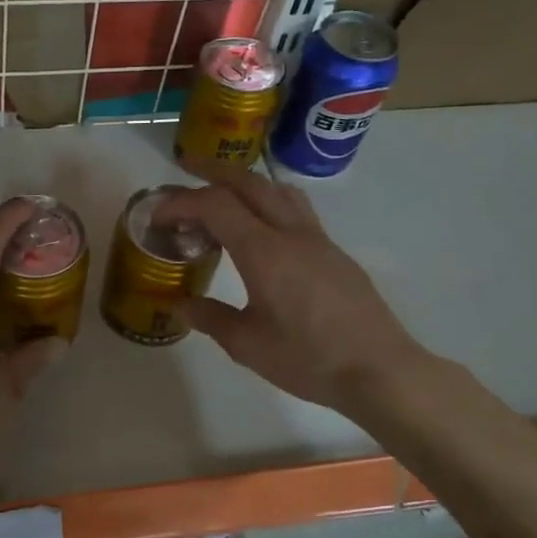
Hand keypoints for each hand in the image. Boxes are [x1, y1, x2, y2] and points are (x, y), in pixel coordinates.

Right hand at [155, 161, 428, 417]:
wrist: (379, 370)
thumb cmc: (308, 359)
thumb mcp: (247, 345)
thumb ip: (209, 317)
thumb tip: (178, 303)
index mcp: (264, 252)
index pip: (216, 205)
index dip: (181, 202)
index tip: (158, 213)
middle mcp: (291, 233)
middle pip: (249, 182)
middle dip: (213, 170)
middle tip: (185, 167)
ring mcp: (318, 240)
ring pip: (278, 190)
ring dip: (245, 181)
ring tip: (223, 191)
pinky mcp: (334, 253)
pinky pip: (296, 209)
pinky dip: (268, 202)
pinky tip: (260, 229)